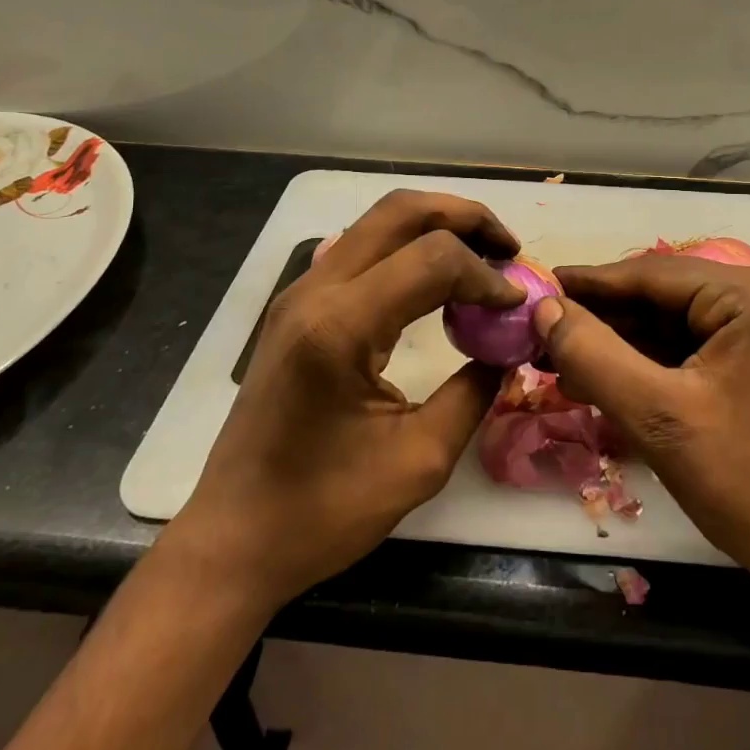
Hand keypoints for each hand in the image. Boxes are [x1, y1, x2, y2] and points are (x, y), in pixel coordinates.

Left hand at [165, 191, 522, 610]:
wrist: (233, 538)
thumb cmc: (323, 511)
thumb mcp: (419, 461)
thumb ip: (473, 393)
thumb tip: (508, 349)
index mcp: (340, 327)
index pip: (433, 259)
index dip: (486, 274)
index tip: (516, 306)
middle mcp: (316, 291)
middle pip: (401, 211)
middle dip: (466, 218)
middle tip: (509, 249)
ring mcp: (300, 292)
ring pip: (378, 222)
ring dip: (436, 227)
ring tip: (482, 257)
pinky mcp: (297, 305)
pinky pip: (360, 248)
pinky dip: (406, 246)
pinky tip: (432, 280)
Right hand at [535, 257, 749, 598]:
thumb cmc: (746, 482)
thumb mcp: (656, 416)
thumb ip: (593, 354)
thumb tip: (544, 309)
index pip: (653, 274)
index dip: (589, 285)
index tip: (538, 289)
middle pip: (664, 295)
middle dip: (604, 320)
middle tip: (544, 334)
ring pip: (676, 320)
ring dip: (622, 343)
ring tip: (562, 360)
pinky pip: (695, 343)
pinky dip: (651, 361)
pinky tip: (606, 376)